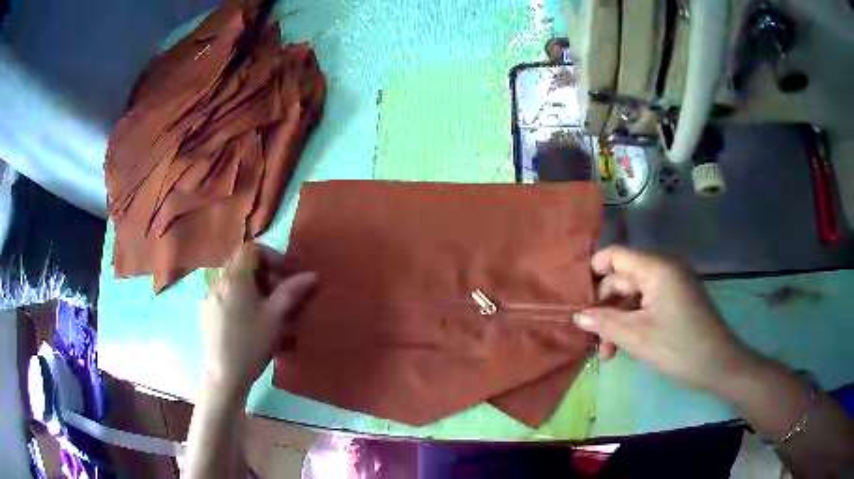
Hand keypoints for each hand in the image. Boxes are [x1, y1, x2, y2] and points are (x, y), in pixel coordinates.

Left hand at [200, 243, 316, 396]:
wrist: (225, 374)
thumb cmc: (251, 343)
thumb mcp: (275, 317)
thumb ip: (291, 292)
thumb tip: (312, 275)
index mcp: (235, 278)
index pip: (251, 248)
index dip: (271, 255)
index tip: (285, 272)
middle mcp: (219, 281)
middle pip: (242, 263)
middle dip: (264, 271)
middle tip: (280, 290)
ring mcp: (210, 296)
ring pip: (233, 279)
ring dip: (252, 284)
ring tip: (266, 307)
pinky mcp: (206, 310)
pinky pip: (225, 292)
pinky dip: (239, 295)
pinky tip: (248, 318)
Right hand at [573, 246, 754, 394]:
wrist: (719, 366)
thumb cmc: (680, 348)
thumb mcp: (638, 338)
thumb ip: (604, 323)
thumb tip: (576, 316)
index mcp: (657, 269)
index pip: (616, 255)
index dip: (592, 272)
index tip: (574, 298)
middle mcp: (663, 270)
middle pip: (622, 279)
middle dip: (604, 307)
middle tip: (590, 337)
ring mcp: (671, 287)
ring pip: (632, 297)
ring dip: (616, 321)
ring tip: (606, 352)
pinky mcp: (675, 302)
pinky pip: (645, 306)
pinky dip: (631, 323)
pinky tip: (622, 348)